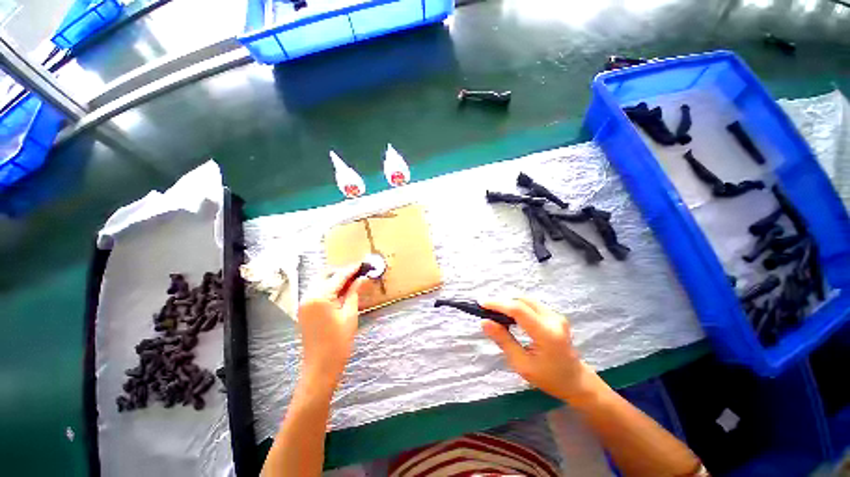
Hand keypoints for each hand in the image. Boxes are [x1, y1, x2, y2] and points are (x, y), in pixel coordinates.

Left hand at [297, 265, 369, 391]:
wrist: (320, 367)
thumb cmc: (338, 342)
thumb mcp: (350, 315)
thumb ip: (354, 293)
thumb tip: (363, 278)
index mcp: (319, 297)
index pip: (338, 277)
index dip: (352, 269)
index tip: (363, 263)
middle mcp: (308, 296)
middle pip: (327, 276)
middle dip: (343, 273)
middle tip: (360, 273)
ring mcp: (304, 303)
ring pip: (322, 283)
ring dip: (337, 280)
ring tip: (354, 281)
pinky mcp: (305, 310)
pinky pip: (318, 293)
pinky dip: (330, 289)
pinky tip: (343, 292)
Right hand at [481, 297, 597, 402]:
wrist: (576, 381)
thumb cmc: (549, 378)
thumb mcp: (522, 364)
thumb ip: (503, 340)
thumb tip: (484, 322)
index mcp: (546, 333)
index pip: (518, 309)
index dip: (498, 304)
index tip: (481, 304)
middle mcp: (553, 319)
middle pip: (522, 300)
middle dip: (502, 302)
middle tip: (487, 310)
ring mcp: (556, 315)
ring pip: (526, 300)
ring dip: (509, 303)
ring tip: (496, 312)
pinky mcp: (554, 315)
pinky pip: (531, 304)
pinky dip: (517, 306)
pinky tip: (510, 315)